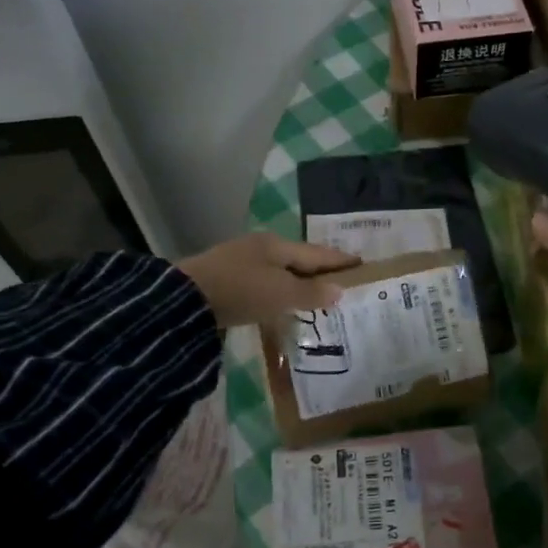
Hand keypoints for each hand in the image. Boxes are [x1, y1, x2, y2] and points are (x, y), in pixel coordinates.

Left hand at [177, 233, 360, 327]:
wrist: (184, 301)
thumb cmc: (241, 291)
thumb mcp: (281, 293)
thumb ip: (311, 291)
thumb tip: (340, 289)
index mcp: (277, 245)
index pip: (318, 253)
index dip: (341, 260)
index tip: (363, 264)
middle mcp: (260, 247)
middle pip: (299, 259)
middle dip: (320, 271)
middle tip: (343, 282)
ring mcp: (241, 262)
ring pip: (280, 271)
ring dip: (299, 282)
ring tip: (317, 296)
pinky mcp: (226, 280)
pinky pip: (264, 283)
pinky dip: (279, 291)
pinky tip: (282, 303)